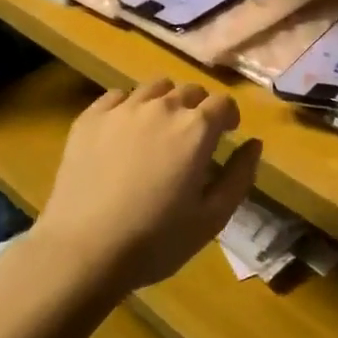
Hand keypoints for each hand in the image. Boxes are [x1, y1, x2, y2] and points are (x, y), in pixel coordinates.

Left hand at [35, 78, 261, 295]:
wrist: (84, 249)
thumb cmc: (156, 240)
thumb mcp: (212, 218)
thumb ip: (240, 176)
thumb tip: (254, 144)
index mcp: (196, 129)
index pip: (223, 103)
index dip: (229, 117)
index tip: (226, 135)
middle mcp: (162, 107)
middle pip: (190, 91)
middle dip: (199, 108)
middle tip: (193, 137)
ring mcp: (122, 109)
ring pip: (154, 88)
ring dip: (166, 102)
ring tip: (159, 129)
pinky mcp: (90, 118)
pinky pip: (116, 96)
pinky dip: (128, 106)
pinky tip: (124, 131)